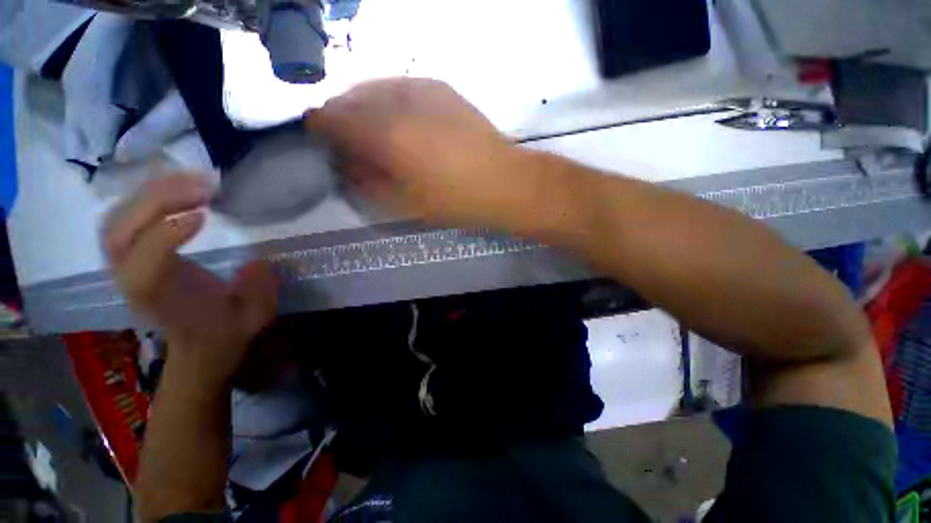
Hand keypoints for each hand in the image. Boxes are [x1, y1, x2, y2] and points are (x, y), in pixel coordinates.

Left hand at [103, 175, 278, 385]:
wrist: (200, 348)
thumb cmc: (226, 333)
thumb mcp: (254, 317)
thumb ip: (257, 292)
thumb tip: (257, 260)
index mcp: (164, 302)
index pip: (144, 266)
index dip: (164, 236)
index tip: (205, 215)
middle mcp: (134, 282)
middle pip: (121, 234)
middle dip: (158, 201)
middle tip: (204, 185)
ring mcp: (126, 267)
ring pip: (116, 221)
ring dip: (152, 193)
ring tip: (194, 180)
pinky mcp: (131, 255)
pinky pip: (123, 219)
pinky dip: (145, 197)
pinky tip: (176, 188)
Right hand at [305, 78, 527, 226]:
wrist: (503, 182)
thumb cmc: (455, 201)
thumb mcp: (406, 204)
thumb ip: (367, 183)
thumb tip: (345, 165)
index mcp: (385, 135)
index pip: (330, 118)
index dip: (319, 128)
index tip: (321, 140)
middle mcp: (397, 101)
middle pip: (350, 99)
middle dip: (343, 119)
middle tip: (351, 142)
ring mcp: (421, 88)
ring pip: (374, 88)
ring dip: (366, 108)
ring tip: (376, 132)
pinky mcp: (441, 88)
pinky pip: (400, 87)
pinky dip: (390, 101)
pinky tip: (402, 121)